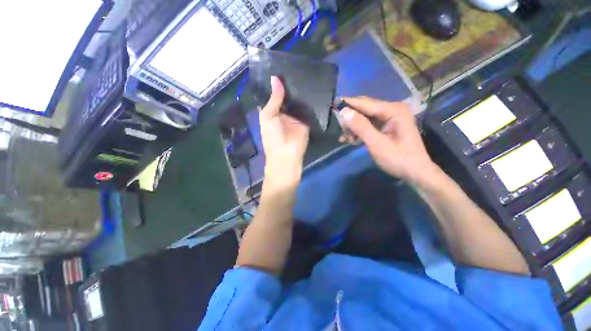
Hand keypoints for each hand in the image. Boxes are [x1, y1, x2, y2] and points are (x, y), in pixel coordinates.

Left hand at [259, 76, 309, 186]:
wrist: (286, 154)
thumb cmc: (272, 136)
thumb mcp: (268, 116)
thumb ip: (273, 99)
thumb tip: (275, 78)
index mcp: (272, 111)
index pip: (274, 94)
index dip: (276, 83)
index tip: (280, 66)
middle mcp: (283, 111)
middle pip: (287, 96)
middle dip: (290, 84)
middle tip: (296, 66)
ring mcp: (295, 115)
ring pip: (298, 100)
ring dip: (300, 90)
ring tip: (305, 72)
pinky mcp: (306, 119)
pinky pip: (307, 107)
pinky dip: (309, 99)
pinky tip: (312, 85)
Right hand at [339, 97, 436, 184]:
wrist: (415, 172)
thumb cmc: (398, 159)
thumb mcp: (377, 144)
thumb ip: (361, 127)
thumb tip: (344, 112)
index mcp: (393, 110)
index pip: (365, 103)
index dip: (348, 104)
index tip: (333, 105)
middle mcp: (392, 109)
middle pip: (365, 109)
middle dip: (350, 118)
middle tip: (337, 127)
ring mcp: (390, 118)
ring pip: (365, 117)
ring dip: (353, 127)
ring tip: (344, 138)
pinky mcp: (387, 126)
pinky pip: (369, 125)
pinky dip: (359, 131)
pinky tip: (351, 140)